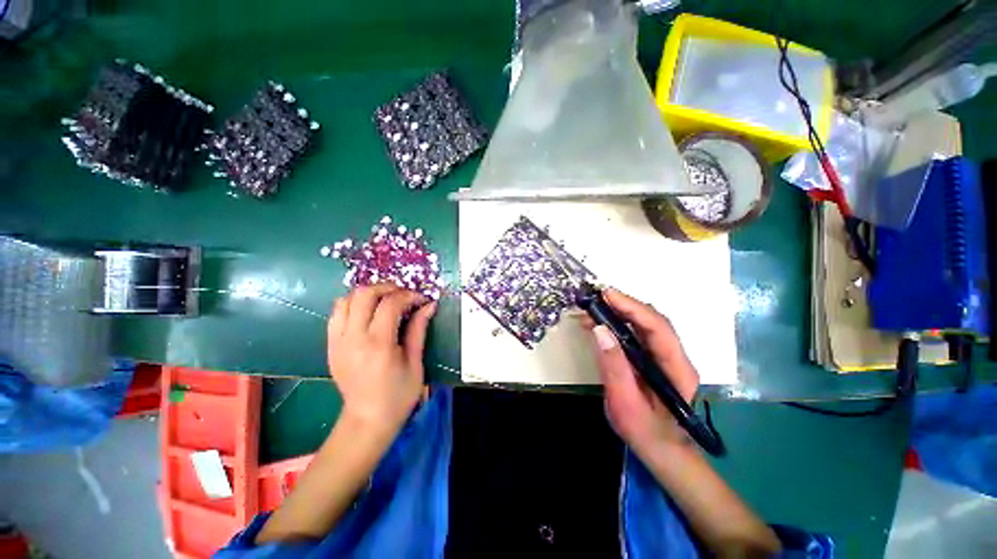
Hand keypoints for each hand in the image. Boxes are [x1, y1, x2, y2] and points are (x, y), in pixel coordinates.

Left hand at [327, 284, 436, 433]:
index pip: (390, 303)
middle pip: (364, 294)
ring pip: (346, 300)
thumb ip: (419, 329)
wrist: (367, 420)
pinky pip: (337, 314)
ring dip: (368, 294)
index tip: (422, 299)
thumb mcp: (415, 362)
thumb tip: (429, 305)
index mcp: (378, 345)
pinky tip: (369, 313)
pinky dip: (353, 305)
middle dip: (387, 287)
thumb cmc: (398, 395)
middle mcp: (353, 338)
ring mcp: (337, 341)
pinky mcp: (330, 346)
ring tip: (386, 301)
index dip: (409, 295)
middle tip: (404, 295)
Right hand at [585, 288, 698, 451]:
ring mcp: (665, 356)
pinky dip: (618, 324)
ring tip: (592, 311)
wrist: (663, 451)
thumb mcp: (624, 402)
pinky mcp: (653, 358)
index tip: (606, 295)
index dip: (632, 307)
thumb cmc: (645, 432)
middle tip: (595, 299)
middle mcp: (675, 356)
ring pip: (644, 324)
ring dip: (619, 312)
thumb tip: (600, 330)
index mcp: (676, 368)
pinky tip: (600, 324)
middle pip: (652, 320)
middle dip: (623, 305)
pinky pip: (637, 334)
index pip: (657, 327)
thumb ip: (613, 366)